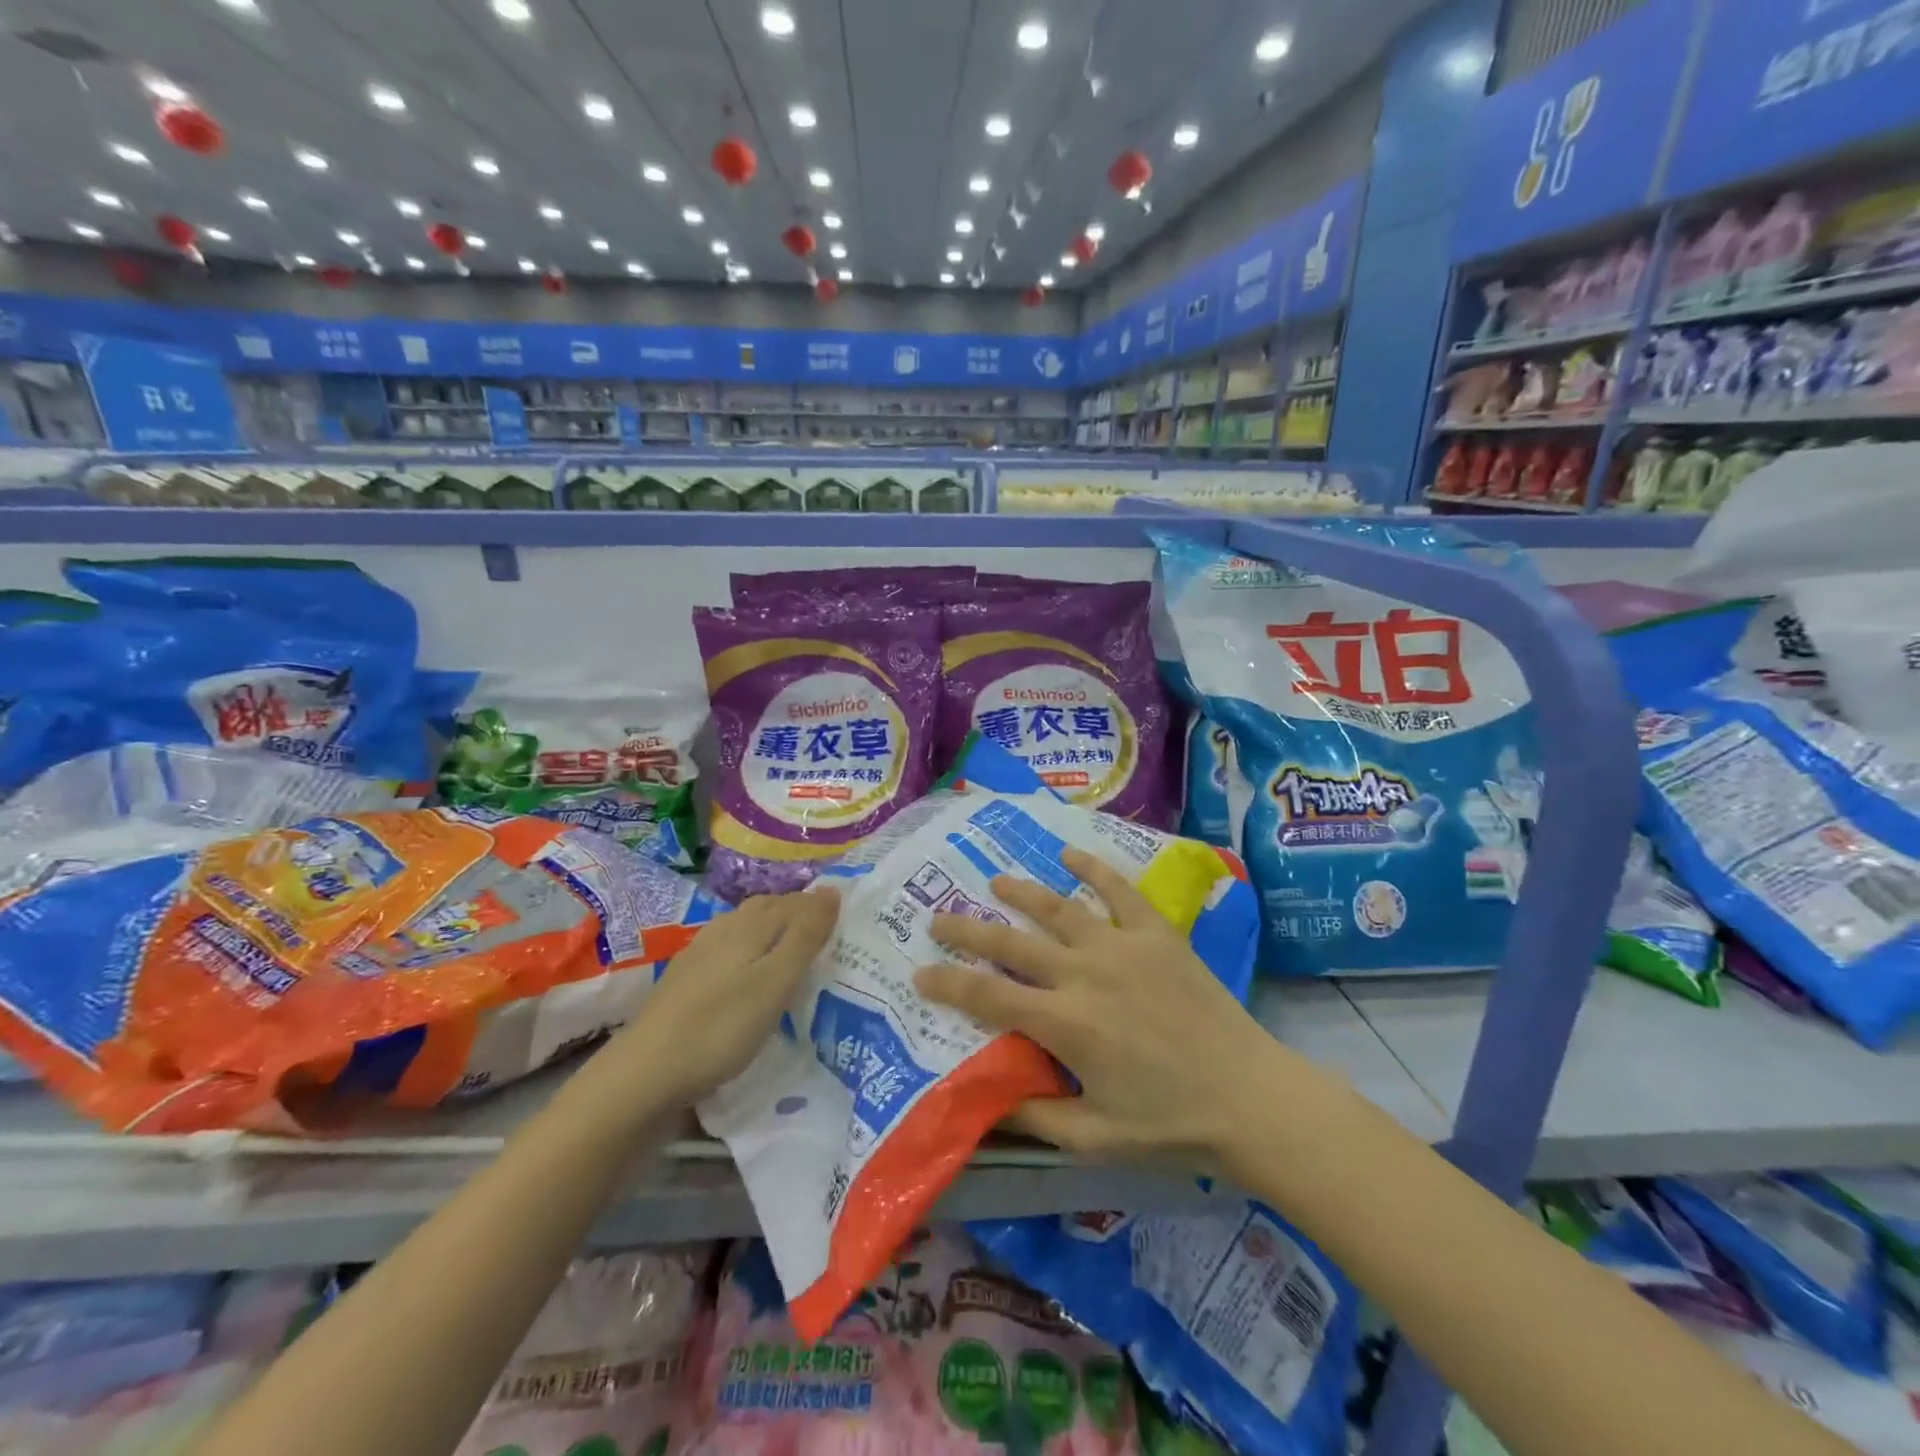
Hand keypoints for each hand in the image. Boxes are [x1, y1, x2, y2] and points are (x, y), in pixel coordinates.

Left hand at [619, 887, 839, 1104]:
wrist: (645, 1072)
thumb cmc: (722, 1026)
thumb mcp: (775, 983)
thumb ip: (805, 936)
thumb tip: (831, 890)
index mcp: (749, 925)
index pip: (794, 902)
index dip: (820, 906)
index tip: (847, 920)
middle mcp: (724, 928)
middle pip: (767, 909)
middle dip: (797, 914)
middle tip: (826, 935)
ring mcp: (699, 953)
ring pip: (745, 928)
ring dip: (773, 932)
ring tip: (793, 953)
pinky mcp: (685, 979)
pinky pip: (729, 949)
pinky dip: (750, 952)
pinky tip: (750, 974)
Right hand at [915, 850, 1299, 1170]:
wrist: (1250, 1097)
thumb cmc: (1170, 1124)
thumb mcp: (1094, 1138)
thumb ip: (1035, 1117)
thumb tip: (986, 1102)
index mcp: (1064, 1023)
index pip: (988, 996)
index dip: (948, 983)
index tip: (920, 973)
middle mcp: (1084, 974)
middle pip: (1012, 943)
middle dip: (967, 929)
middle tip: (937, 917)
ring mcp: (1122, 947)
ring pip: (1058, 909)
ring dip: (1022, 893)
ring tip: (995, 881)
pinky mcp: (1157, 935)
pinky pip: (1119, 892)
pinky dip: (1094, 870)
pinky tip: (1070, 854)